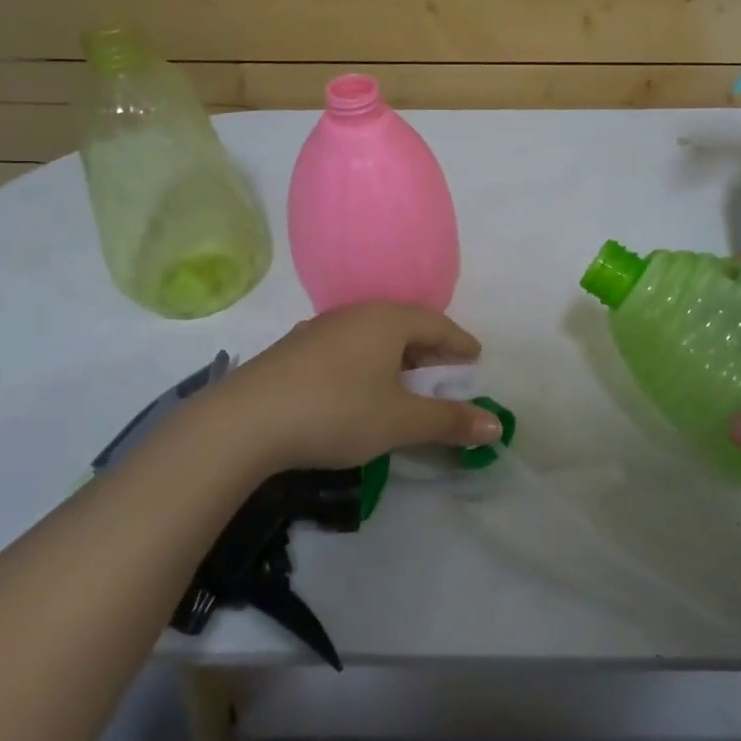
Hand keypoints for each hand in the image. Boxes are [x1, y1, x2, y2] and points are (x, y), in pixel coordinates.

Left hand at [205, 302, 503, 472]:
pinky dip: (367, 367)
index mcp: (387, 320)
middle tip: (446, 377)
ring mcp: (320, 330)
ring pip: (373, 339)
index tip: (476, 360)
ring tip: (405, 387)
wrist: (245, 422)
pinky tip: (360, 391)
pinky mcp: (294, 352)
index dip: (460, 344)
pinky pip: (347, 351)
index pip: (437, 324)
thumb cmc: (337, 411)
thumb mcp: (400, 421)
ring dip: (396, 360)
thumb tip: (496, 425)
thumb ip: (449, 421)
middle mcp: (355, 315)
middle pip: (405, 328)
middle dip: (430, 352)